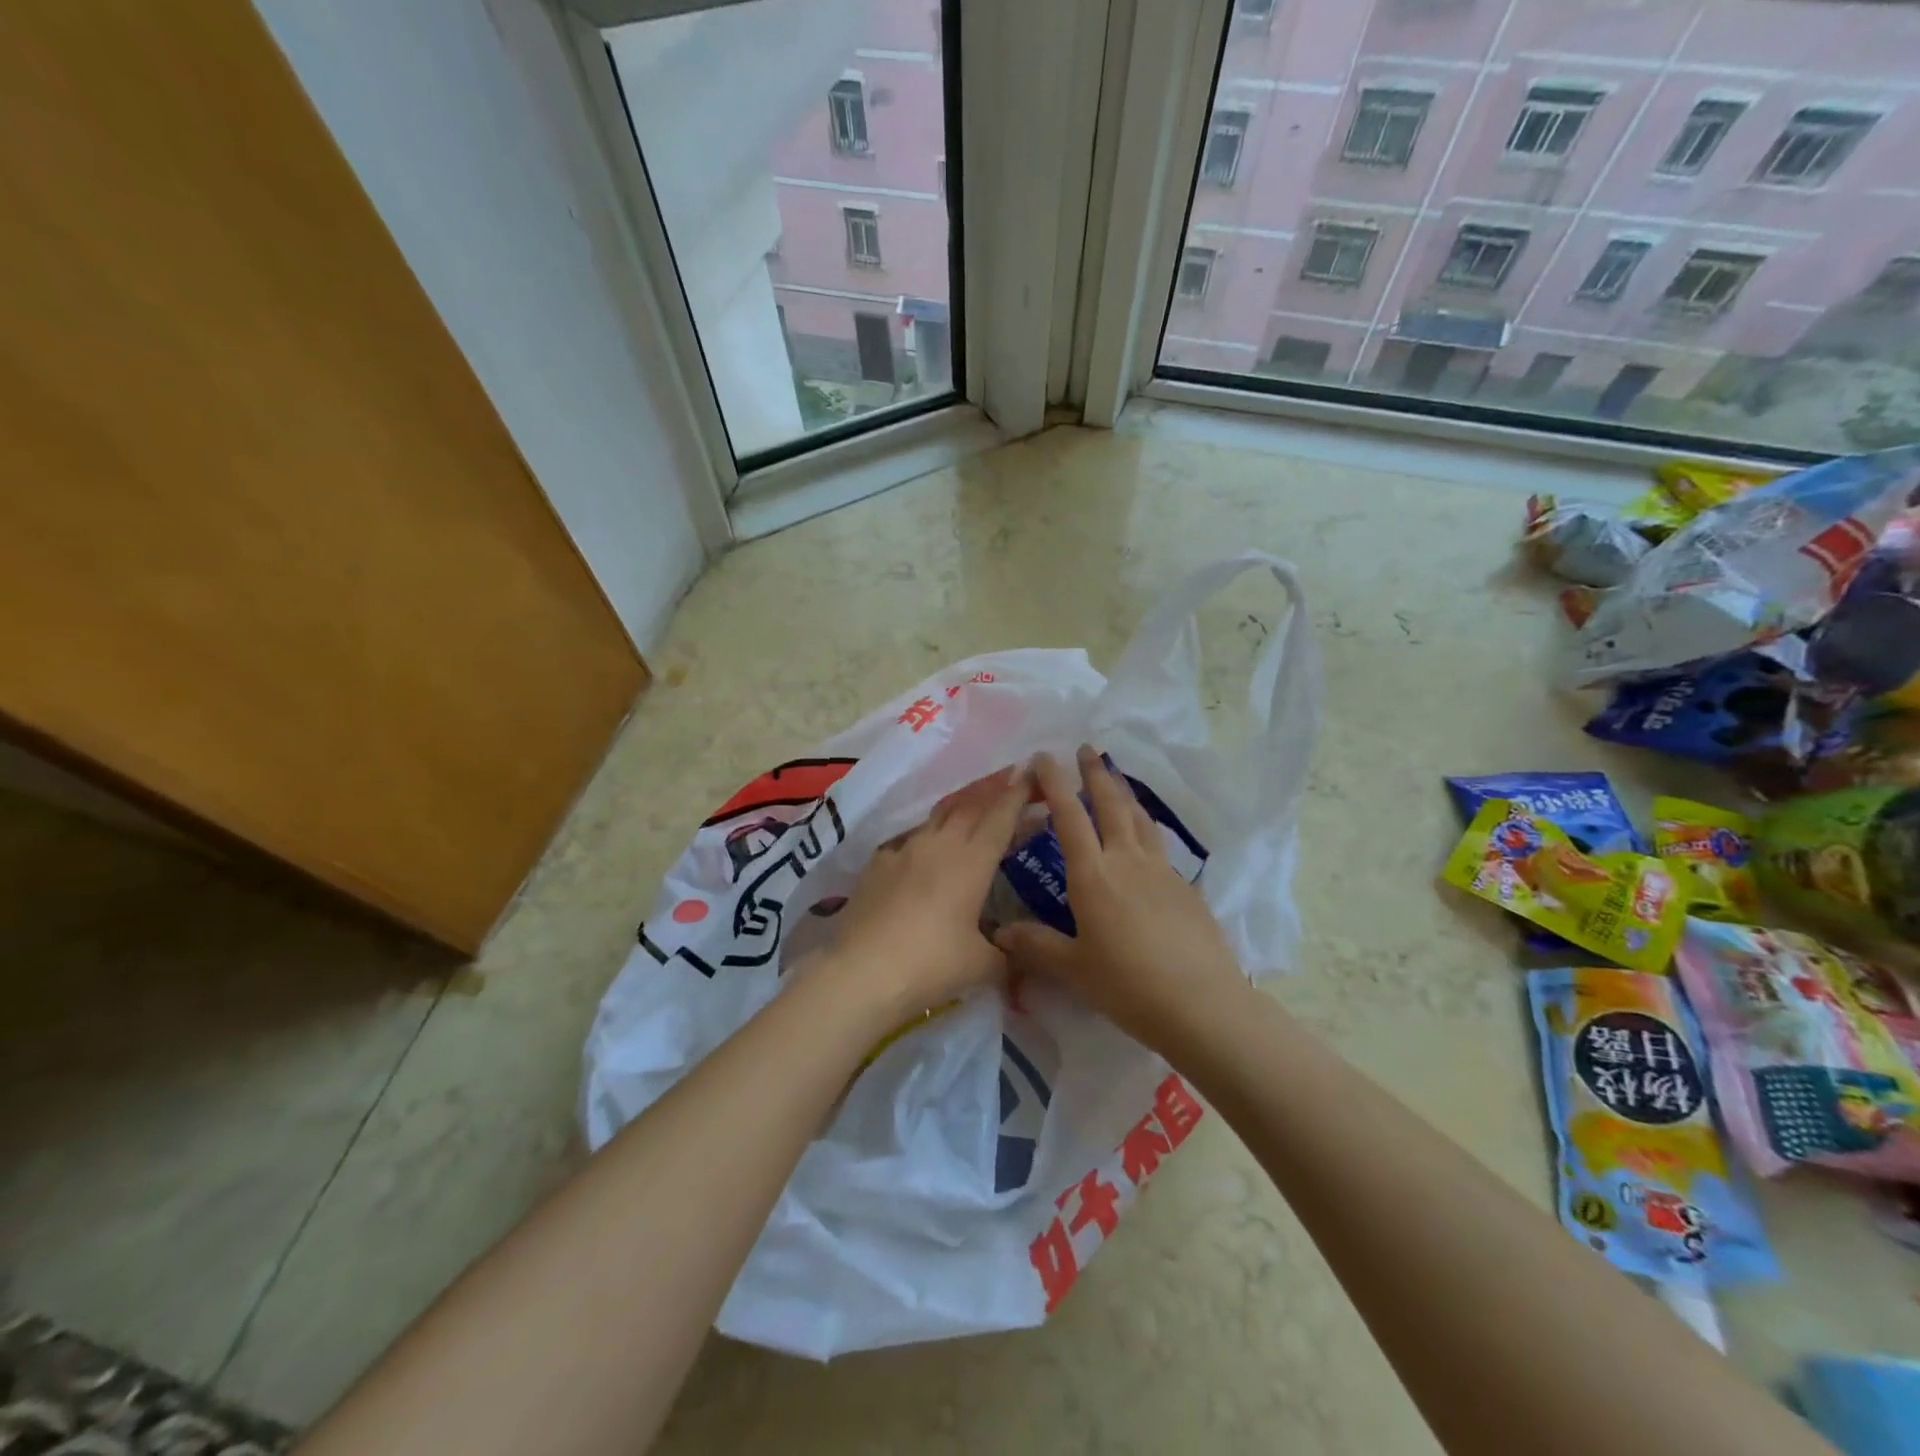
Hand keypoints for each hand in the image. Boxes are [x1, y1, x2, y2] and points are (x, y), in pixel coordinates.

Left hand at [820, 765, 1030, 1019]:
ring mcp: (904, 850)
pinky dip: (926, 837)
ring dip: (959, 808)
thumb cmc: (931, 964)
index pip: (1001, 816)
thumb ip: (1007, 955)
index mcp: (972, 861)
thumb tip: (1018, 958)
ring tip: (970, 809)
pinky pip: (909, 839)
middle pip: (969, 805)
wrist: (862, 972)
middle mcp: (940, 844)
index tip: (1031, 774)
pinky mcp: (876, 863)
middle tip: (1008, 780)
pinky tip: (924, 851)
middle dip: (992, 790)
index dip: (1018, 794)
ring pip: (937, 816)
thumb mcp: (982, 966)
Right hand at [995, 747, 1243, 1045]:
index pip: (1069, 816)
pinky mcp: (1185, 888)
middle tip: (1087, 748)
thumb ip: (1036, 945)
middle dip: (1096, 773)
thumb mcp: (1073, 968)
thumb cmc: (1127, 985)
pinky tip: (1145, 840)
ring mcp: (1162, 871)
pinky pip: (1159, 846)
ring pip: (1140, 819)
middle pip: (1111, 804)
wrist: (1201, 1003)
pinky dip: (1146, 828)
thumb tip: (1001, 932)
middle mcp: (1127, 861)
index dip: (1054, 783)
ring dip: (1125, 794)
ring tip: (1116, 780)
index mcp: (1093, 875)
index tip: (1044, 757)